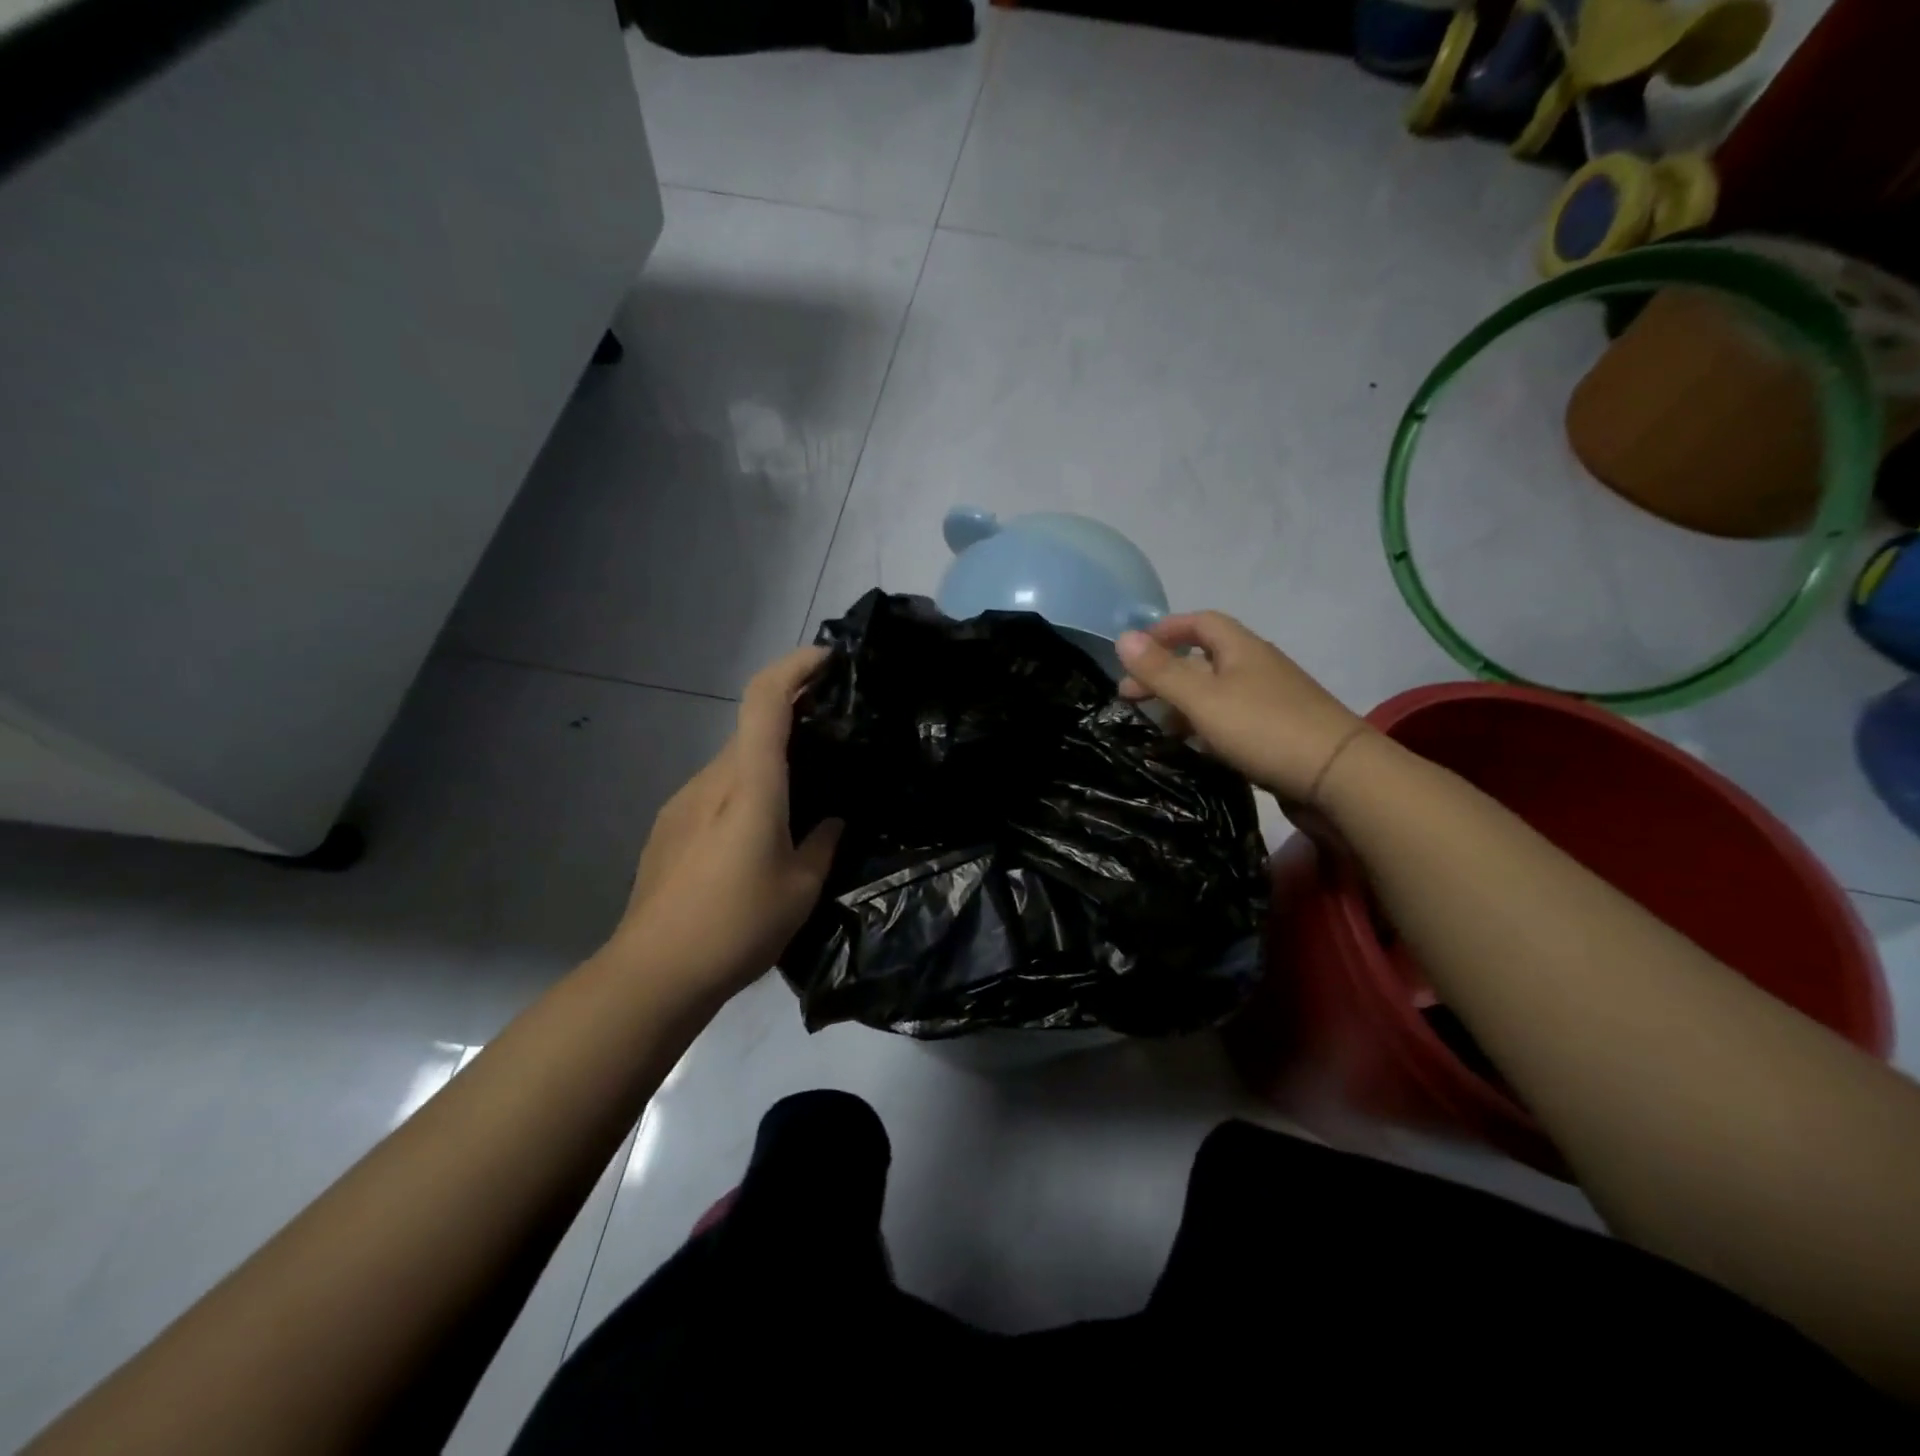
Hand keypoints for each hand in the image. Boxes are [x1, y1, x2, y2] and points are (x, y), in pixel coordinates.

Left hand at [612, 647, 842, 994]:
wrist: (653, 973)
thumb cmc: (737, 925)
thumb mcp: (801, 888)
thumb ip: (823, 843)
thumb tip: (833, 819)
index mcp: (750, 784)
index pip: (765, 699)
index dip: (795, 667)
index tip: (829, 660)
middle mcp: (712, 779)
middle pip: (753, 728)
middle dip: (793, 720)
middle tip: (834, 738)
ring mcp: (683, 801)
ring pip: (734, 762)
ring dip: (769, 763)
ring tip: (802, 797)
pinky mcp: (669, 826)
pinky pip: (715, 791)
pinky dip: (744, 791)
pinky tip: (758, 836)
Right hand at [1116, 612, 1367, 802]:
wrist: (1339, 777)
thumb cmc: (1264, 728)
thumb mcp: (1202, 699)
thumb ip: (1161, 671)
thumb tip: (1122, 637)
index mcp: (1241, 649)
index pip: (1200, 623)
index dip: (1165, 630)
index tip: (1133, 651)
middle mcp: (1257, 668)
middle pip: (1204, 660)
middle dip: (1165, 673)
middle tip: (1129, 697)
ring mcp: (1271, 702)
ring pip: (1216, 693)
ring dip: (1182, 703)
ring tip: (1154, 727)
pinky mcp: (1278, 733)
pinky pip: (1231, 720)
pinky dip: (1205, 727)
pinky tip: (1192, 748)